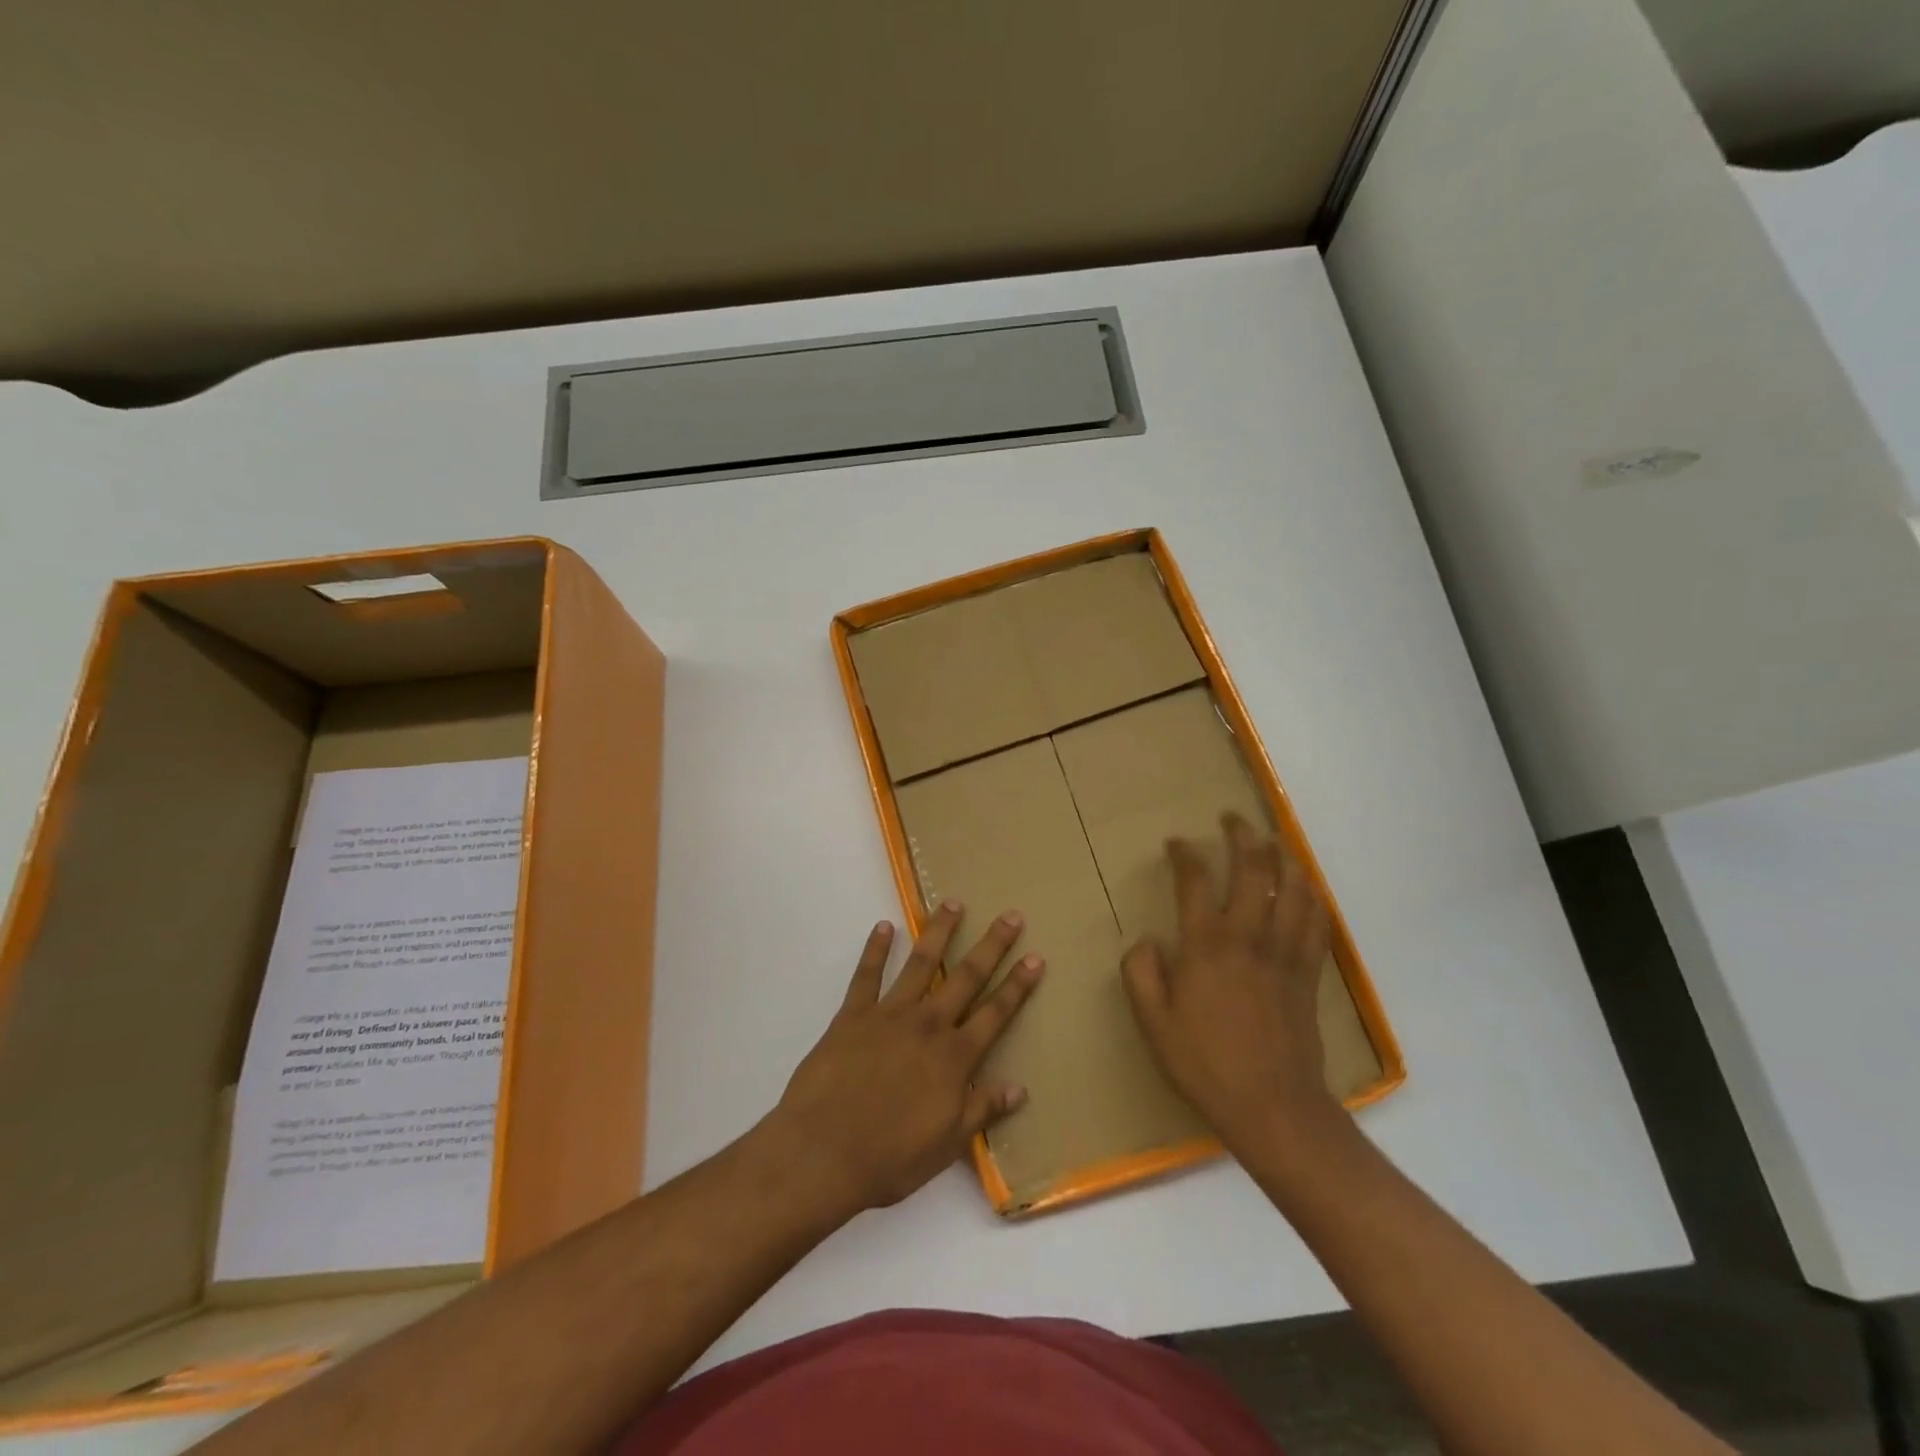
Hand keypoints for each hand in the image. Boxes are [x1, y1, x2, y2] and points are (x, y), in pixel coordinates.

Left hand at [765, 902, 1044, 1216]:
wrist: (823, 1152)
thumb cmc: (890, 1157)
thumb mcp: (947, 1145)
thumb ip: (982, 1111)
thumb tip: (1019, 1088)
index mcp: (954, 1057)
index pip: (995, 1014)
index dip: (1018, 986)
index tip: (1035, 957)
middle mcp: (928, 1025)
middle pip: (966, 977)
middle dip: (991, 946)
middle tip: (1010, 915)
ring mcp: (889, 1015)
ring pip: (921, 964)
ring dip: (939, 932)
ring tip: (952, 903)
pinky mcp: (852, 1015)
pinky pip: (866, 975)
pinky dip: (874, 949)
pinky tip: (883, 927)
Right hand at [1122, 812, 1340, 1153]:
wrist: (1272, 1107)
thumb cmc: (1204, 1064)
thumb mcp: (1152, 1022)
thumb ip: (1141, 973)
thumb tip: (1148, 941)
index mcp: (1206, 946)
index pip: (1195, 881)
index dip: (1185, 854)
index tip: (1176, 843)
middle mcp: (1248, 938)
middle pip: (1253, 870)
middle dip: (1242, 836)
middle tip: (1232, 819)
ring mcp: (1284, 954)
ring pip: (1293, 889)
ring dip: (1283, 857)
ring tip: (1273, 841)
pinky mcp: (1308, 974)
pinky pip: (1317, 923)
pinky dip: (1312, 897)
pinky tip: (1306, 889)